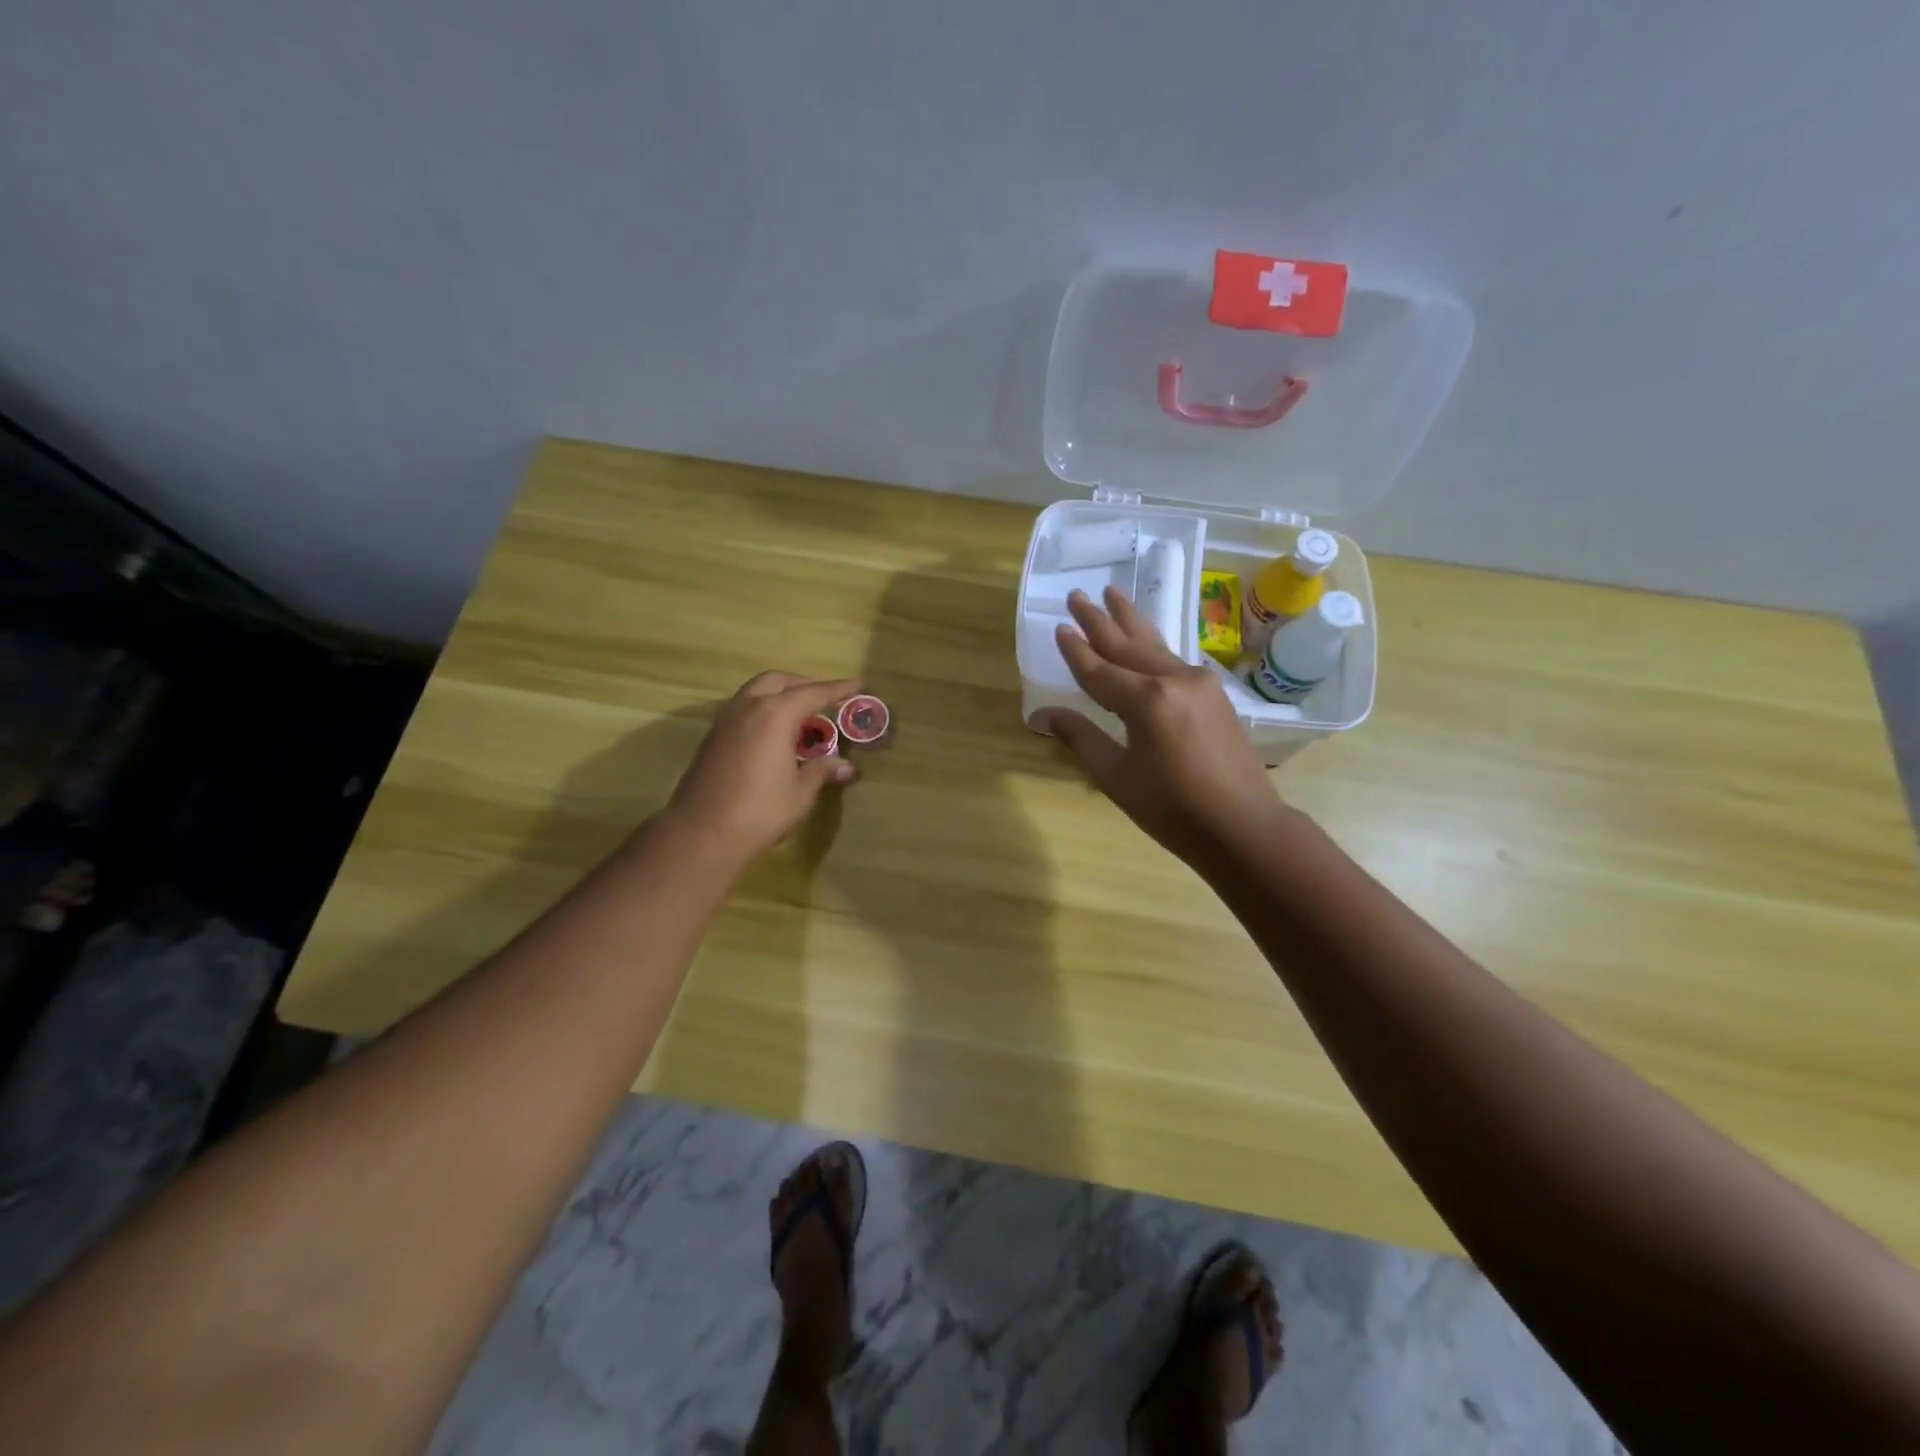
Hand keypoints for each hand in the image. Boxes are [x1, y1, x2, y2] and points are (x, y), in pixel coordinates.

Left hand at [663, 672, 860, 867]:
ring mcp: (725, 721)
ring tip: (801, 716)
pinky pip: (743, 708)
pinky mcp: (713, 737)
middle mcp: (747, 707)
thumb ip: (822, 771)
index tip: (858, 684)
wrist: (701, 833)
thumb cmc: (759, 811)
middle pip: (779, 681)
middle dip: (804, 685)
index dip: (838, 689)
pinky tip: (775, 734)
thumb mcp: (800, 792)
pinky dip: (763, 709)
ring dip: (780, 695)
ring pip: (756, 691)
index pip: (812, 693)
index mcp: (774, 715)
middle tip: (826, 699)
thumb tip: (847, 767)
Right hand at [1032, 588, 1285, 861]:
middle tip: (1079, 595)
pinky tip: (1147, 638)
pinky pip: (1173, 660)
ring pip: (1155, 646)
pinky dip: (1153, 645)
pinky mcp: (1214, 694)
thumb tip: (1042, 715)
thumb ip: (1081, 738)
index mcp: (1146, 701)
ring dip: (1131, 621)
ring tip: (1113, 594)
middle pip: (1128, 645)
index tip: (1059, 627)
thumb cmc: (1173, 809)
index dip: (1076, 651)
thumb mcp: (1117, 777)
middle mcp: (1174, 680)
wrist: (1244, 826)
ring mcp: (1199, 684)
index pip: (1100, 670)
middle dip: (1100, 621)